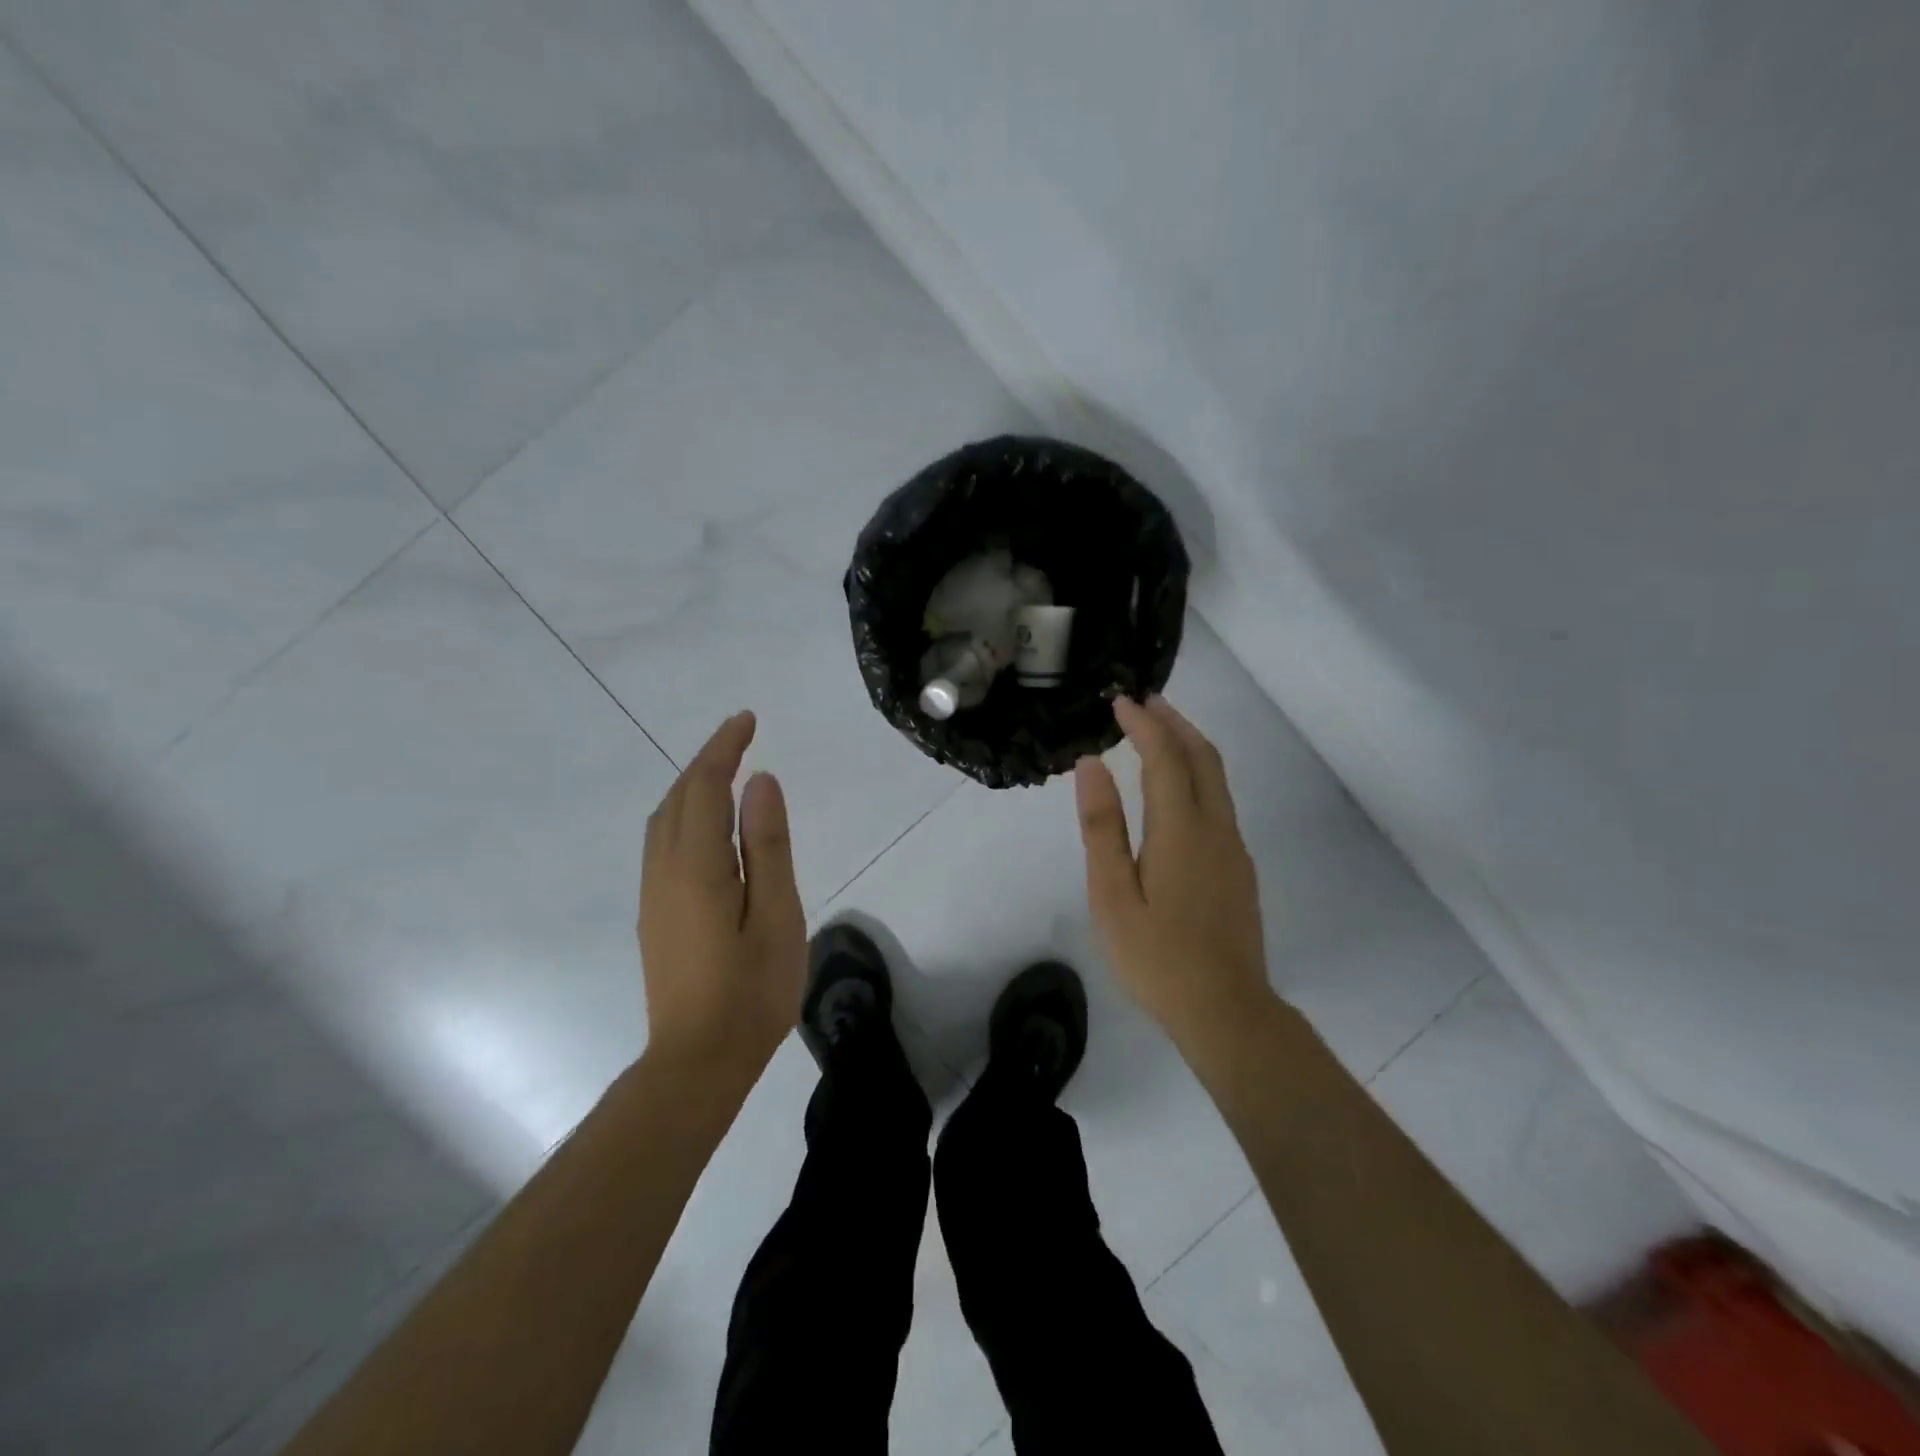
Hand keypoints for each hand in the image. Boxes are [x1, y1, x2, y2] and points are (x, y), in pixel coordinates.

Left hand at [639, 711, 805, 1087]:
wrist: (698, 1061)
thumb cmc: (751, 989)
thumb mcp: (777, 913)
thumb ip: (767, 844)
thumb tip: (761, 782)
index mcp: (696, 865)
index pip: (704, 786)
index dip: (724, 748)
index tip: (747, 720)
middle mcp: (664, 870)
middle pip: (678, 797)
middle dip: (707, 760)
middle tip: (742, 738)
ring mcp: (653, 894)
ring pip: (664, 820)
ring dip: (692, 786)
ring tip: (727, 772)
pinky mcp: (654, 914)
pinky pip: (663, 843)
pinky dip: (684, 814)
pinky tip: (707, 826)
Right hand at [1074, 696, 1274, 1043]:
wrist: (1226, 1010)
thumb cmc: (1157, 956)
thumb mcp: (1112, 894)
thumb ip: (1102, 827)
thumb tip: (1092, 765)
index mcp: (1182, 829)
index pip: (1165, 757)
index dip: (1144, 724)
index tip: (1119, 701)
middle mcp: (1216, 828)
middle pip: (1203, 757)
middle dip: (1174, 722)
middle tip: (1144, 702)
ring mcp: (1234, 848)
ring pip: (1217, 778)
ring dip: (1189, 745)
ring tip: (1159, 731)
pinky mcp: (1239, 867)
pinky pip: (1220, 801)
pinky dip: (1198, 774)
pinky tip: (1178, 787)